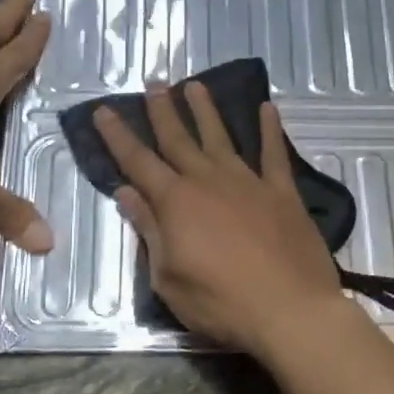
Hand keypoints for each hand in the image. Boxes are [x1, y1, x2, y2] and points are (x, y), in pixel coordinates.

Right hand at [94, 80, 347, 354]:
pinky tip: (267, 108)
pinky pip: (274, 153)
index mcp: (175, 202)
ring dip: (206, 110)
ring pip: (221, 137)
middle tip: (154, 83)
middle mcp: (208, 180)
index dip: (118, 136)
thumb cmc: (220, 302)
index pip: (138, 161)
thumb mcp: (168, 277)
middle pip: (179, 139)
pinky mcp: (282, 192)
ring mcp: (248, 182)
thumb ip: (149, 230)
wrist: (289, 309)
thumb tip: (127, 192)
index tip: (104, 110)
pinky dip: (270, 130)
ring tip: (194, 86)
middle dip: (162, 111)